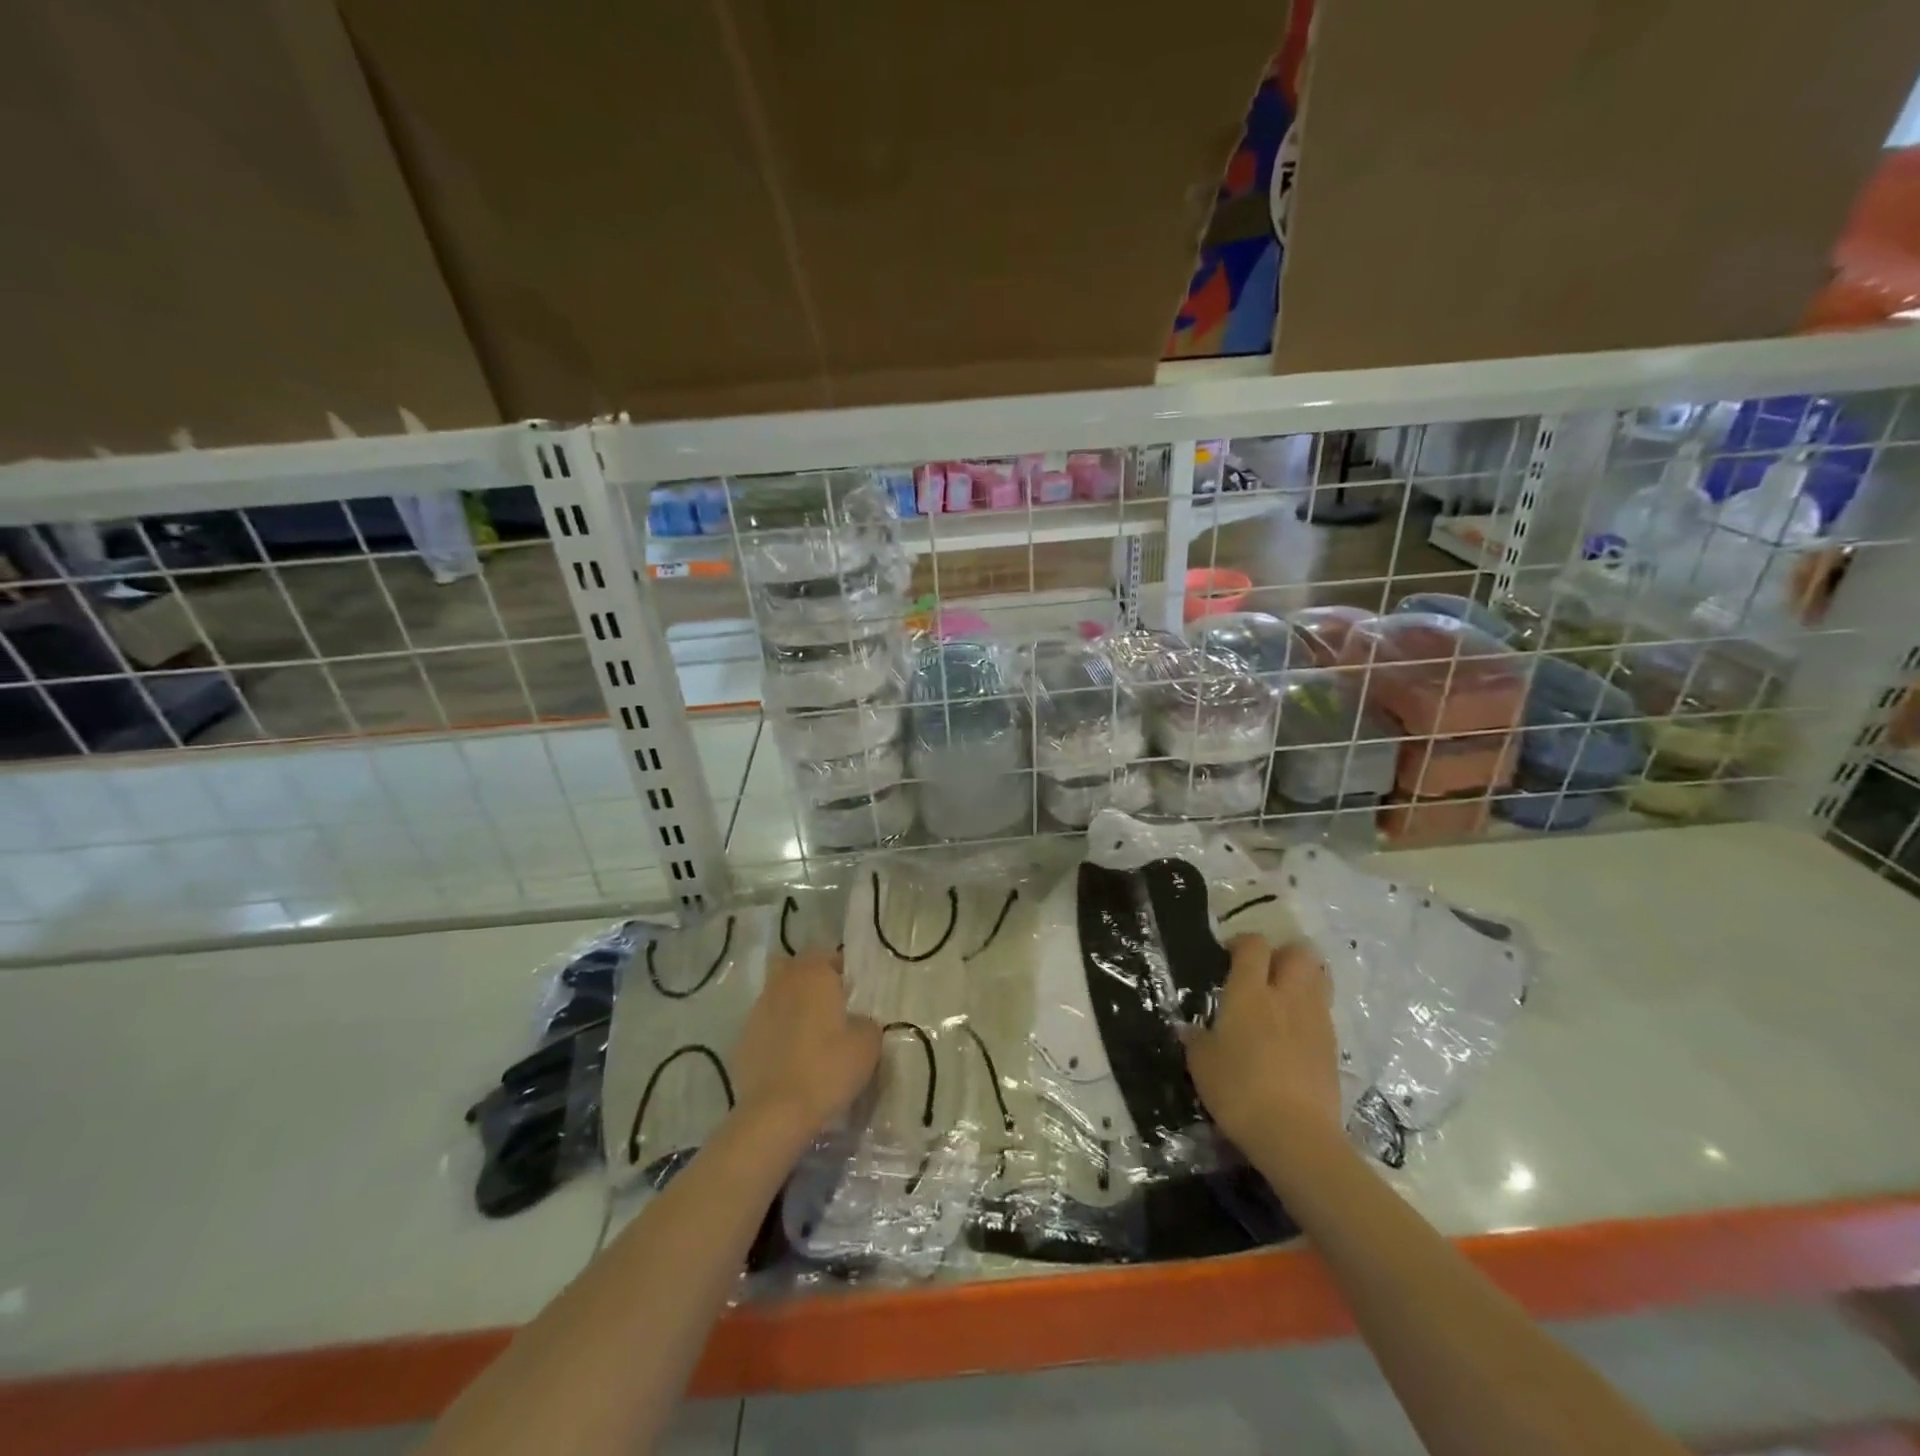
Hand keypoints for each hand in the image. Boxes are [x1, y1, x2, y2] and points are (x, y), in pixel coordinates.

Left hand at [730, 950, 880, 1140]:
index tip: (852, 992)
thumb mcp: (868, 1044)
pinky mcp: (742, 1040)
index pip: (827, 955)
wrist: (776, 1112)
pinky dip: (776, 1034)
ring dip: (791, 1006)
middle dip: (810, 981)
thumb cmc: (828, 1068)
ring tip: (809, 1035)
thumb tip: (856, 1021)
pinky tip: (790, 1058)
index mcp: (813, 975)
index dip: (840, 970)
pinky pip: (765, 1026)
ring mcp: (757, 1011)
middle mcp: (782, 984)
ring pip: (777, 996)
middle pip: (795, 969)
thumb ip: (866, 1022)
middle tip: (829, 1007)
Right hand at [1184, 935, 1341, 1157]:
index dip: (1242, 943)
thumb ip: (1196, 1040)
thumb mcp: (1202, 1064)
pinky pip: (1324, 1012)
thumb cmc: (1238, 1090)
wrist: (1295, 1135)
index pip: (1254, 945)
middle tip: (1264, 972)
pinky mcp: (1333, 1047)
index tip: (1229, 956)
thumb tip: (1188, 1029)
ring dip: (1303, 978)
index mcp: (1249, 992)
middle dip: (1283, 954)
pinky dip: (1311, 1012)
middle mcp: (1286, 996)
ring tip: (1283, 997)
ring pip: (1319, 978)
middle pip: (1298, 953)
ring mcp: (1315, 1020)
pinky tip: (1294, 1034)